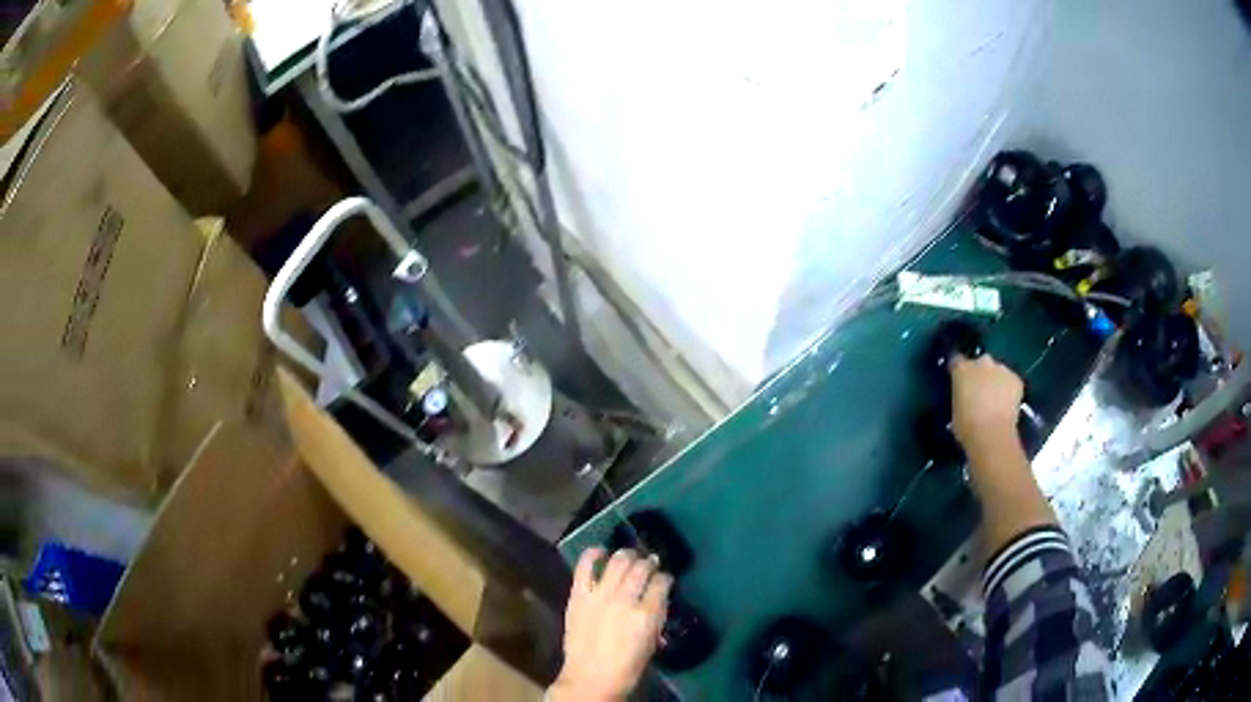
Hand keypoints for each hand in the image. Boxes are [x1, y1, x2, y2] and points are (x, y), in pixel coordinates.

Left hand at [550, 548, 672, 701]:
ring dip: (627, 555)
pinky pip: (585, 566)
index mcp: (646, 615)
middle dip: (648, 562)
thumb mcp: (652, 640)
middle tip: (648, 564)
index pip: (662, 582)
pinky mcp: (578, 595)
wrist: (590, 677)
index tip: (664, 579)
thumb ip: (657, 614)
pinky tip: (600, 552)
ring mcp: (599, 595)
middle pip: (641, 567)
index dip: (665, 578)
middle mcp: (624, 600)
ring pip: (618, 561)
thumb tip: (659, 594)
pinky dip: (593, 554)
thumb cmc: (627, 665)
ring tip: (629, 557)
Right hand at [950, 354, 1022, 453]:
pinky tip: (1007, 405)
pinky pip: (1011, 382)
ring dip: (996, 381)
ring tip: (996, 400)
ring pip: (998, 371)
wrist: (992, 434)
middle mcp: (981, 362)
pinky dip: (1009, 390)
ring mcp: (1001, 369)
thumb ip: (960, 396)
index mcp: (961, 369)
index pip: (956, 361)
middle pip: (980, 363)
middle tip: (980, 392)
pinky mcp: (1016, 379)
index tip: (960, 382)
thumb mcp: (955, 410)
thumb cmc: (967, 426)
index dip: (959, 372)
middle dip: (980, 374)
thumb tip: (965, 397)